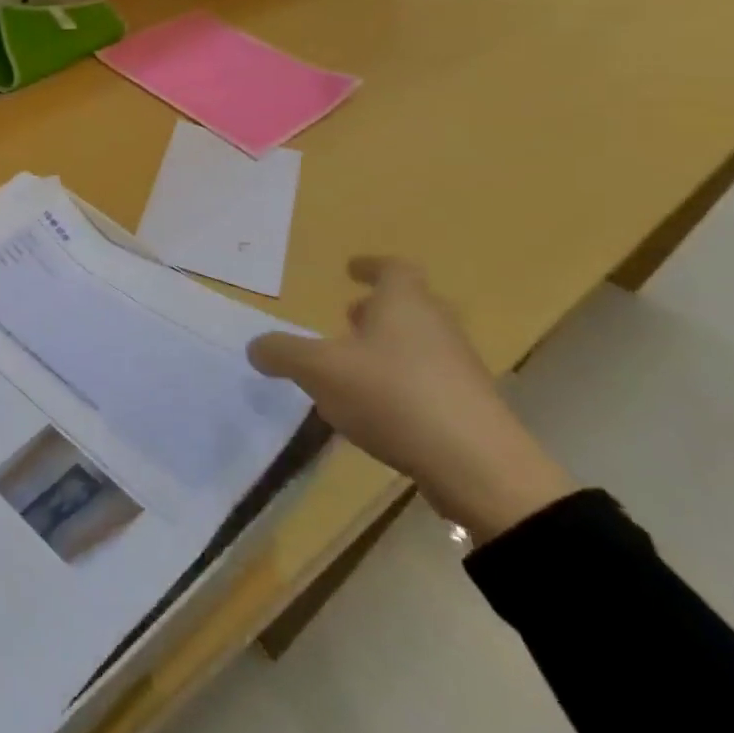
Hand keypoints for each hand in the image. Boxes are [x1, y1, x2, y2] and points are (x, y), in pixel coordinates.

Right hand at [247, 258, 575, 542]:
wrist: (476, 466)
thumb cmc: (391, 396)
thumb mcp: (318, 370)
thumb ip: (282, 353)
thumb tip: (257, 347)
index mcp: (404, 304)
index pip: (393, 269)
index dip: (370, 266)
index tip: (351, 270)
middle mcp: (436, 326)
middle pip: (410, 306)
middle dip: (377, 310)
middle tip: (347, 318)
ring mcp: (458, 368)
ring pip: (419, 344)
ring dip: (387, 347)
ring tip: (351, 367)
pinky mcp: (468, 407)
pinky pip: (427, 380)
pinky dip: (399, 382)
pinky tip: (374, 409)